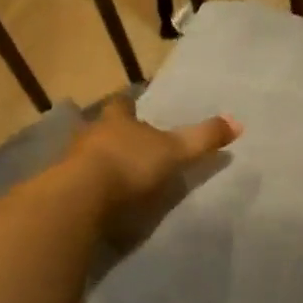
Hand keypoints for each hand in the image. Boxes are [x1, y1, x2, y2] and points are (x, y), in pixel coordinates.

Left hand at [68, 97, 241, 215]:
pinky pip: (79, 182)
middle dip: (114, 134)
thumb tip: (238, 122)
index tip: (135, 107)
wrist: (82, 198)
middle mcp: (91, 134)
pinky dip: (91, 186)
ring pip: (88, 154)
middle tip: (130, 143)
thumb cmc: (130, 163)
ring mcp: (73, 161)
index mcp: (116, 119)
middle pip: (102, 128)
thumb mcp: (175, 151)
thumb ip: (204, 138)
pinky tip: (102, 197)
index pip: (122, 104)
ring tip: (118, 173)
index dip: (130, 105)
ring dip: (101, 161)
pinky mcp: (64, 188)